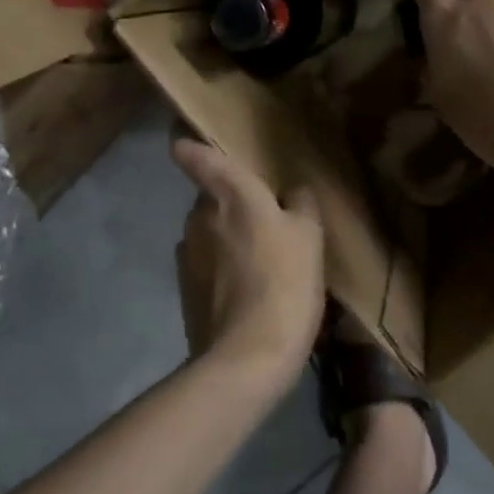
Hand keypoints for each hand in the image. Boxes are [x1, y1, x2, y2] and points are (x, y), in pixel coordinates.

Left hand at [172, 137, 325, 380]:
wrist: (247, 357)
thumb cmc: (284, 282)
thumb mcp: (310, 237)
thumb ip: (300, 204)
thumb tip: (292, 191)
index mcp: (230, 194)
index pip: (196, 155)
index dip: (188, 143)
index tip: (183, 137)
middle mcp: (199, 215)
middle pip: (211, 197)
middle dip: (231, 203)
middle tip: (265, 220)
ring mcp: (186, 253)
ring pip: (208, 232)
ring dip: (228, 238)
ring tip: (261, 261)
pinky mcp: (183, 288)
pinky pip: (205, 264)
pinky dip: (222, 269)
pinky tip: (247, 289)